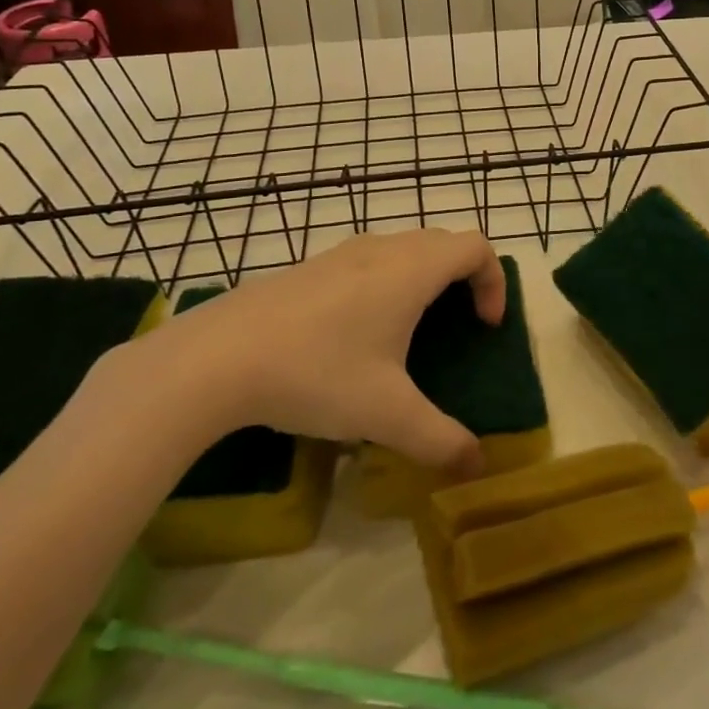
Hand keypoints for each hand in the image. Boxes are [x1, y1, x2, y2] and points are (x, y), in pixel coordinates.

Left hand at [125, 230, 503, 474]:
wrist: (216, 358)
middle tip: (458, 325)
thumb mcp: (386, 414)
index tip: (484, 326)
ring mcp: (339, 254)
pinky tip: (354, 333)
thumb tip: (477, 466)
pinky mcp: (307, 268)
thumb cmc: (317, 373)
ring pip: (401, 248)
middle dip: (462, 277)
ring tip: (409, 329)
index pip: (475, 247)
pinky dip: (384, 282)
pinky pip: (366, 261)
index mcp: (411, 271)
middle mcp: (381, 250)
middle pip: (442, 242)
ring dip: (422, 277)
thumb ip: (439, 439)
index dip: (493, 281)